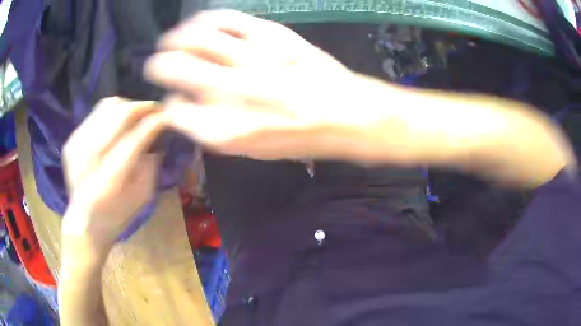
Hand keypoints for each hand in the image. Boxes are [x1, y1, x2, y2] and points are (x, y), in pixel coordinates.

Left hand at [61, 97, 164, 252]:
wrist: (84, 221)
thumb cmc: (117, 215)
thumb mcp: (142, 197)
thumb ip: (151, 165)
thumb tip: (158, 135)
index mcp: (109, 182)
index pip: (134, 139)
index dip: (153, 123)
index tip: (168, 117)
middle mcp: (89, 159)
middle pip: (120, 115)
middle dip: (142, 107)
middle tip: (155, 110)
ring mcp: (77, 146)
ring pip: (108, 107)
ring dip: (128, 106)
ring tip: (137, 115)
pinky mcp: (71, 140)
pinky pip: (97, 112)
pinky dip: (112, 112)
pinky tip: (118, 123)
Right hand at [144, 10, 362, 159]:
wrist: (346, 114)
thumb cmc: (299, 138)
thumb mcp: (253, 151)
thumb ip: (215, 131)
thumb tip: (188, 108)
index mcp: (227, 131)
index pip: (177, 112)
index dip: (170, 106)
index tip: (173, 102)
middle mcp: (233, 92)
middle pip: (176, 69)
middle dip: (159, 66)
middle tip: (156, 64)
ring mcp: (252, 57)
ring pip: (196, 38)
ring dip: (176, 38)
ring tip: (172, 40)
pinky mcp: (271, 34)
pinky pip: (227, 19)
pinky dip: (207, 19)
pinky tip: (200, 23)